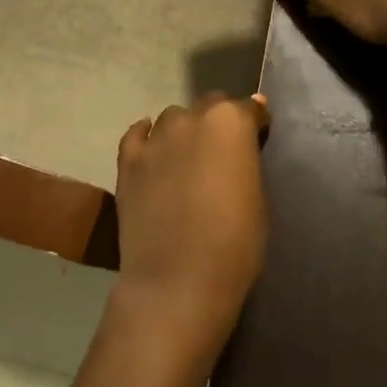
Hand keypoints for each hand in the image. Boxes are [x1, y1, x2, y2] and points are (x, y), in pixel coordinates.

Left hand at [109, 93, 270, 365]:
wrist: (178, 280)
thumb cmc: (235, 244)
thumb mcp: (258, 198)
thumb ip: (248, 161)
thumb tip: (245, 140)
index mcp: (230, 123)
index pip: (248, 108)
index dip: (255, 124)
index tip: (259, 140)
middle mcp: (191, 119)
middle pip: (209, 106)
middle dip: (219, 122)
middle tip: (224, 153)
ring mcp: (155, 139)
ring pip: (173, 118)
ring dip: (184, 130)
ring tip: (188, 158)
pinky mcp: (127, 161)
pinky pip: (137, 134)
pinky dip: (147, 136)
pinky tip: (153, 148)